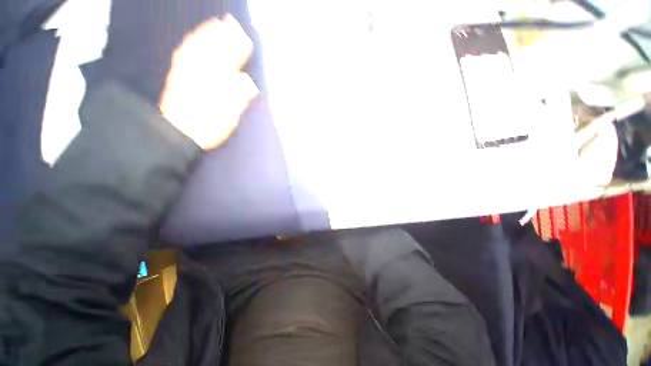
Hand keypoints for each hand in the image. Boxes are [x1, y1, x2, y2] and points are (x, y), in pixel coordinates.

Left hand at [159, 15, 257, 149]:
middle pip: (213, 49)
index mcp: (215, 83)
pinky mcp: (178, 75)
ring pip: (198, 46)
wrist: (176, 133)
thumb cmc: (206, 127)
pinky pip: (184, 52)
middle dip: (224, 35)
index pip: (229, 62)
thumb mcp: (227, 117)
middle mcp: (201, 72)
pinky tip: (194, 37)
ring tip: (216, 22)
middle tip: (233, 22)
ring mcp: (187, 71)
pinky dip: (191, 41)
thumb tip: (248, 82)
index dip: (238, 49)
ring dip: (208, 33)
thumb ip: (237, 98)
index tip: (246, 39)